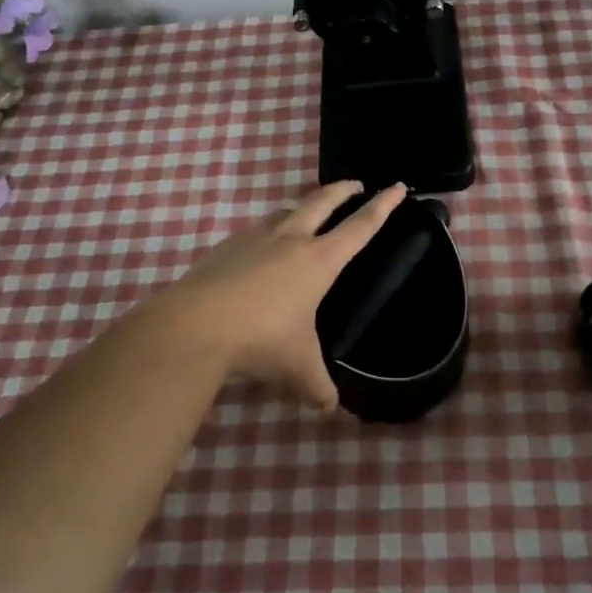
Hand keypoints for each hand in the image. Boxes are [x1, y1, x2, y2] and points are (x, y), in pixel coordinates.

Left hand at [137, 181, 408, 409]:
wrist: (194, 325)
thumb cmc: (260, 340)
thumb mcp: (297, 367)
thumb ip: (318, 386)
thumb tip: (329, 408)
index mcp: (319, 260)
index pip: (360, 226)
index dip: (382, 206)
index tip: (397, 186)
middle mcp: (291, 239)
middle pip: (322, 202)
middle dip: (342, 190)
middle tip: (355, 184)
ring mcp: (255, 239)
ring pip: (286, 211)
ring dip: (303, 206)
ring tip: (308, 212)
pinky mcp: (226, 247)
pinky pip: (256, 230)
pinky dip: (269, 230)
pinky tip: (261, 248)